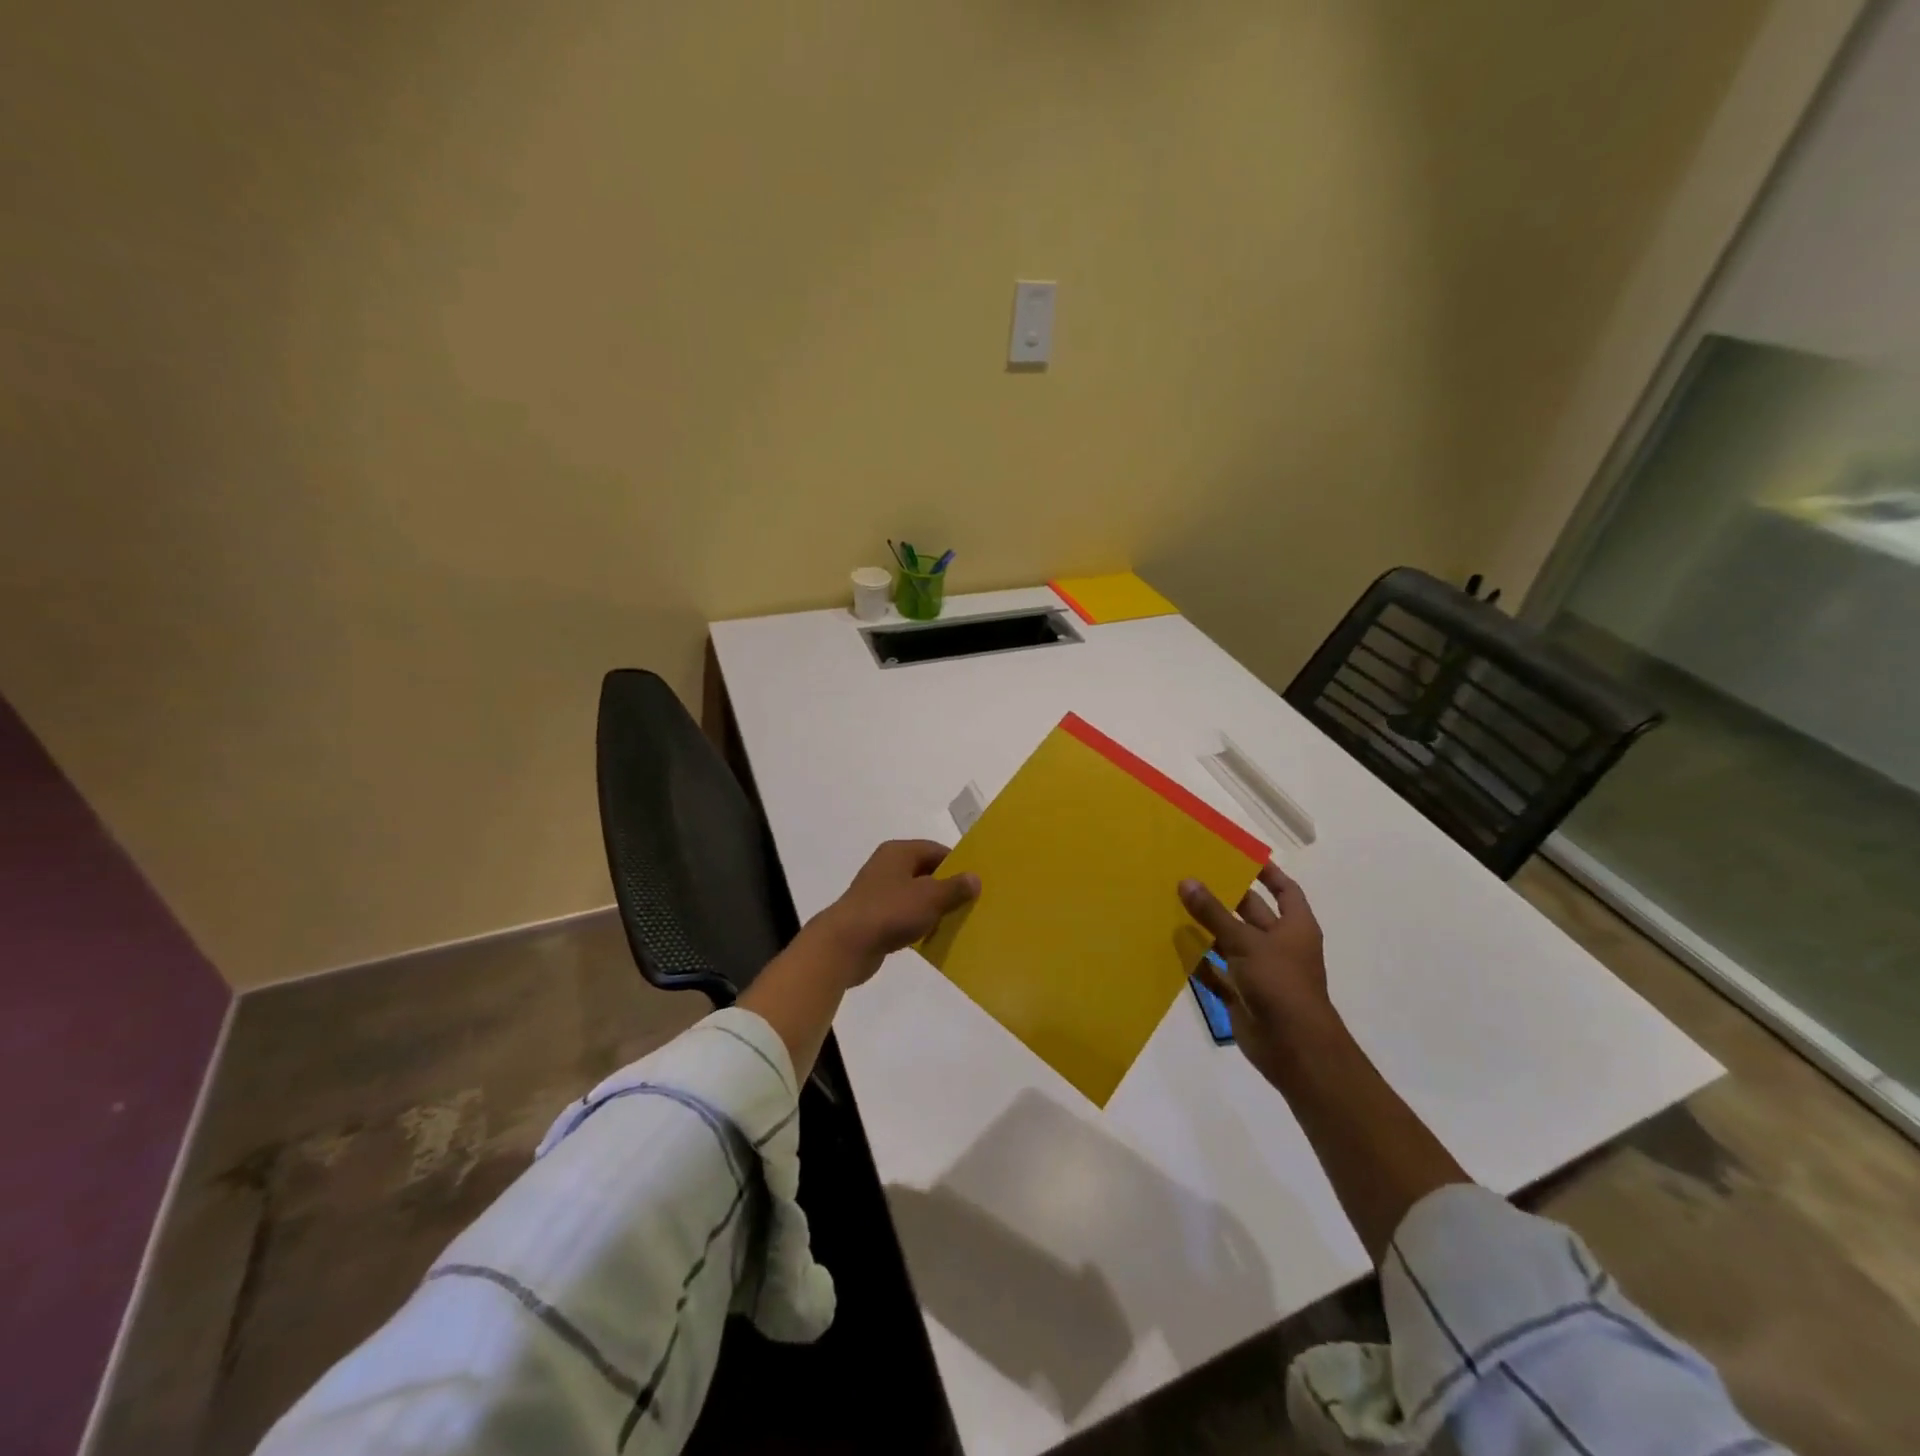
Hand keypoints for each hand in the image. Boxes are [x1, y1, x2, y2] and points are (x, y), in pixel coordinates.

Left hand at [808, 839, 979, 983]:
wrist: (845, 944)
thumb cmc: (890, 911)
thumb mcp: (930, 897)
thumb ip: (954, 887)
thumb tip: (975, 877)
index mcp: (899, 852)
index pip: (936, 850)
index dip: (958, 864)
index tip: (977, 882)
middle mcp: (887, 866)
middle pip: (926, 872)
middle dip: (948, 888)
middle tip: (973, 903)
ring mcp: (879, 892)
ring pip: (916, 895)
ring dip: (934, 908)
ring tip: (959, 922)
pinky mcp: (875, 916)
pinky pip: (904, 915)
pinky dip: (919, 923)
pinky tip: (934, 937)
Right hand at [1179, 863, 1340, 1081]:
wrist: (1294, 1049)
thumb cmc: (1280, 984)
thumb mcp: (1246, 942)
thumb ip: (1214, 914)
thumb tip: (1186, 881)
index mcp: (1295, 927)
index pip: (1285, 890)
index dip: (1267, 873)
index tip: (1239, 856)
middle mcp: (1279, 946)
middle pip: (1250, 913)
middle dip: (1224, 897)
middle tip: (1191, 876)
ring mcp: (1260, 971)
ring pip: (1229, 942)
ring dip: (1206, 928)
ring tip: (1174, 904)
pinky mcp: (1242, 994)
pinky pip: (1216, 972)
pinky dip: (1198, 962)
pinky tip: (1174, 946)